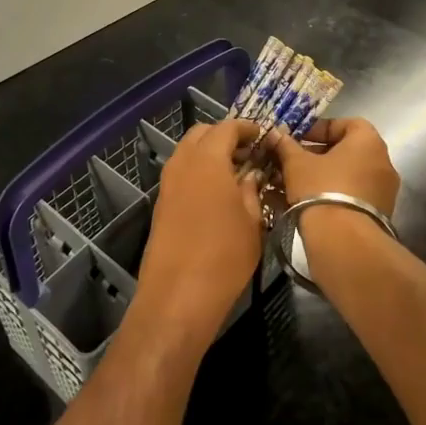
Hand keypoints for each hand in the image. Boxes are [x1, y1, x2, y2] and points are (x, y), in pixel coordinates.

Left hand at [131, 119, 262, 354]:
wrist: (177, 296)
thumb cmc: (224, 256)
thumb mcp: (252, 221)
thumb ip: (252, 190)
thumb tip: (250, 174)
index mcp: (207, 160)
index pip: (226, 127)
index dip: (247, 128)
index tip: (264, 136)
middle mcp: (182, 163)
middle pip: (201, 134)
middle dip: (225, 136)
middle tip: (249, 153)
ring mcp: (167, 183)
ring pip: (188, 152)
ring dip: (210, 154)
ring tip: (237, 173)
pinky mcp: (161, 204)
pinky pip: (181, 173)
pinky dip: (199, 171)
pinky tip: (218, 193)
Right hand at [270, 118, 400, 245]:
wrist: (343, 241)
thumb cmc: (321, 189)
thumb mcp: (296, 163)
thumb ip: (286, 145)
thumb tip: (275, 133)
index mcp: (368, 141)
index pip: (345, 123)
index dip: (319, 128)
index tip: (298, 138)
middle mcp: (383, 162)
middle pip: (347, 150)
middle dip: (318, 154)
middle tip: (294, 161)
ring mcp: (385, 191)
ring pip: (350, 175)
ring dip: (324, 176)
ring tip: (297, 184)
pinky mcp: (380, 214)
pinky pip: (354, 196)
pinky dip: (334, 195)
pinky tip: (310, 203)